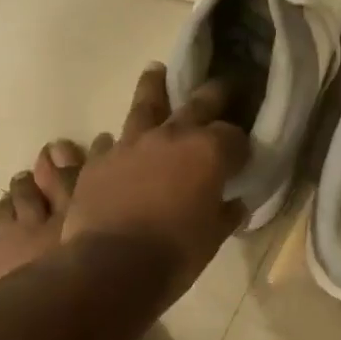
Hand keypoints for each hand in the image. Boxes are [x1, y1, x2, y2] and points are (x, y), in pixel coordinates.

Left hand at [63, 64, 248, 312]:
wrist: (112, 267)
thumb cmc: (175, 254)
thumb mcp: (213, 238)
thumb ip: (226, 214)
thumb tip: (235, 204)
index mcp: (209, 152)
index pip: (235, 136)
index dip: (241, 146)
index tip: (243, 157)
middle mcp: (171, 136)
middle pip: (197, 103)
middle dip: (213, 95)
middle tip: (221, 85)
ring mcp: (130, 144)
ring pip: (145, 105)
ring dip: (154, 88)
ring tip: (155, 72)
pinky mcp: (98, 161)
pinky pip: (109, 142)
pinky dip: (116, 143)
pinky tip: (114, 144)